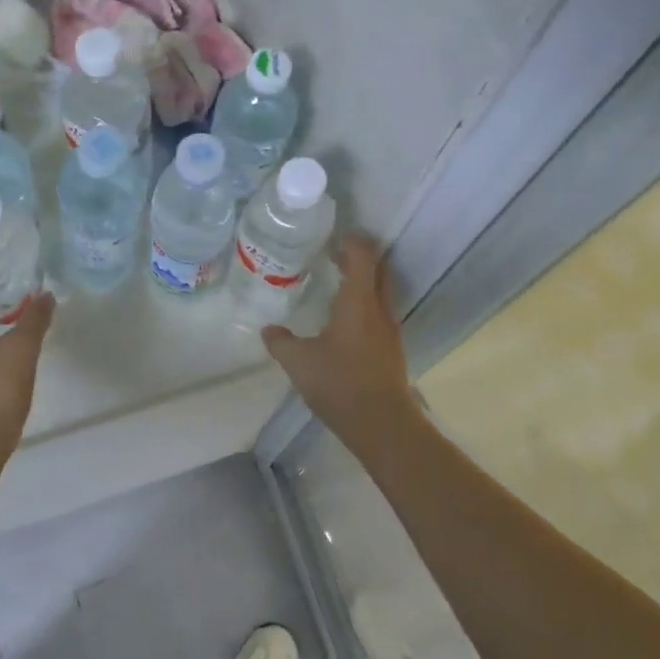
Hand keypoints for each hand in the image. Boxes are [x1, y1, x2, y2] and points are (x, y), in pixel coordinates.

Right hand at [261, 234, 421, 452]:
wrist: (382, 423)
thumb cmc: (340, 384)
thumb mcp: (300, 363)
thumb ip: (281, 343)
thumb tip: (268, 330)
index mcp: (358, 302)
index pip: (363, 256)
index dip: (352, 241)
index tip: (334, 236)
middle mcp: (379, 308)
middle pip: (378, 268)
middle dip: (359, 257)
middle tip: (333, 254)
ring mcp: (390, 329)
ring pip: (381, 291)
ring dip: (363, 280)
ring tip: (337, 283)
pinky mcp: (391, 348)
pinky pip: (380, 311)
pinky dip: (365, 303)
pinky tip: (344, 320)